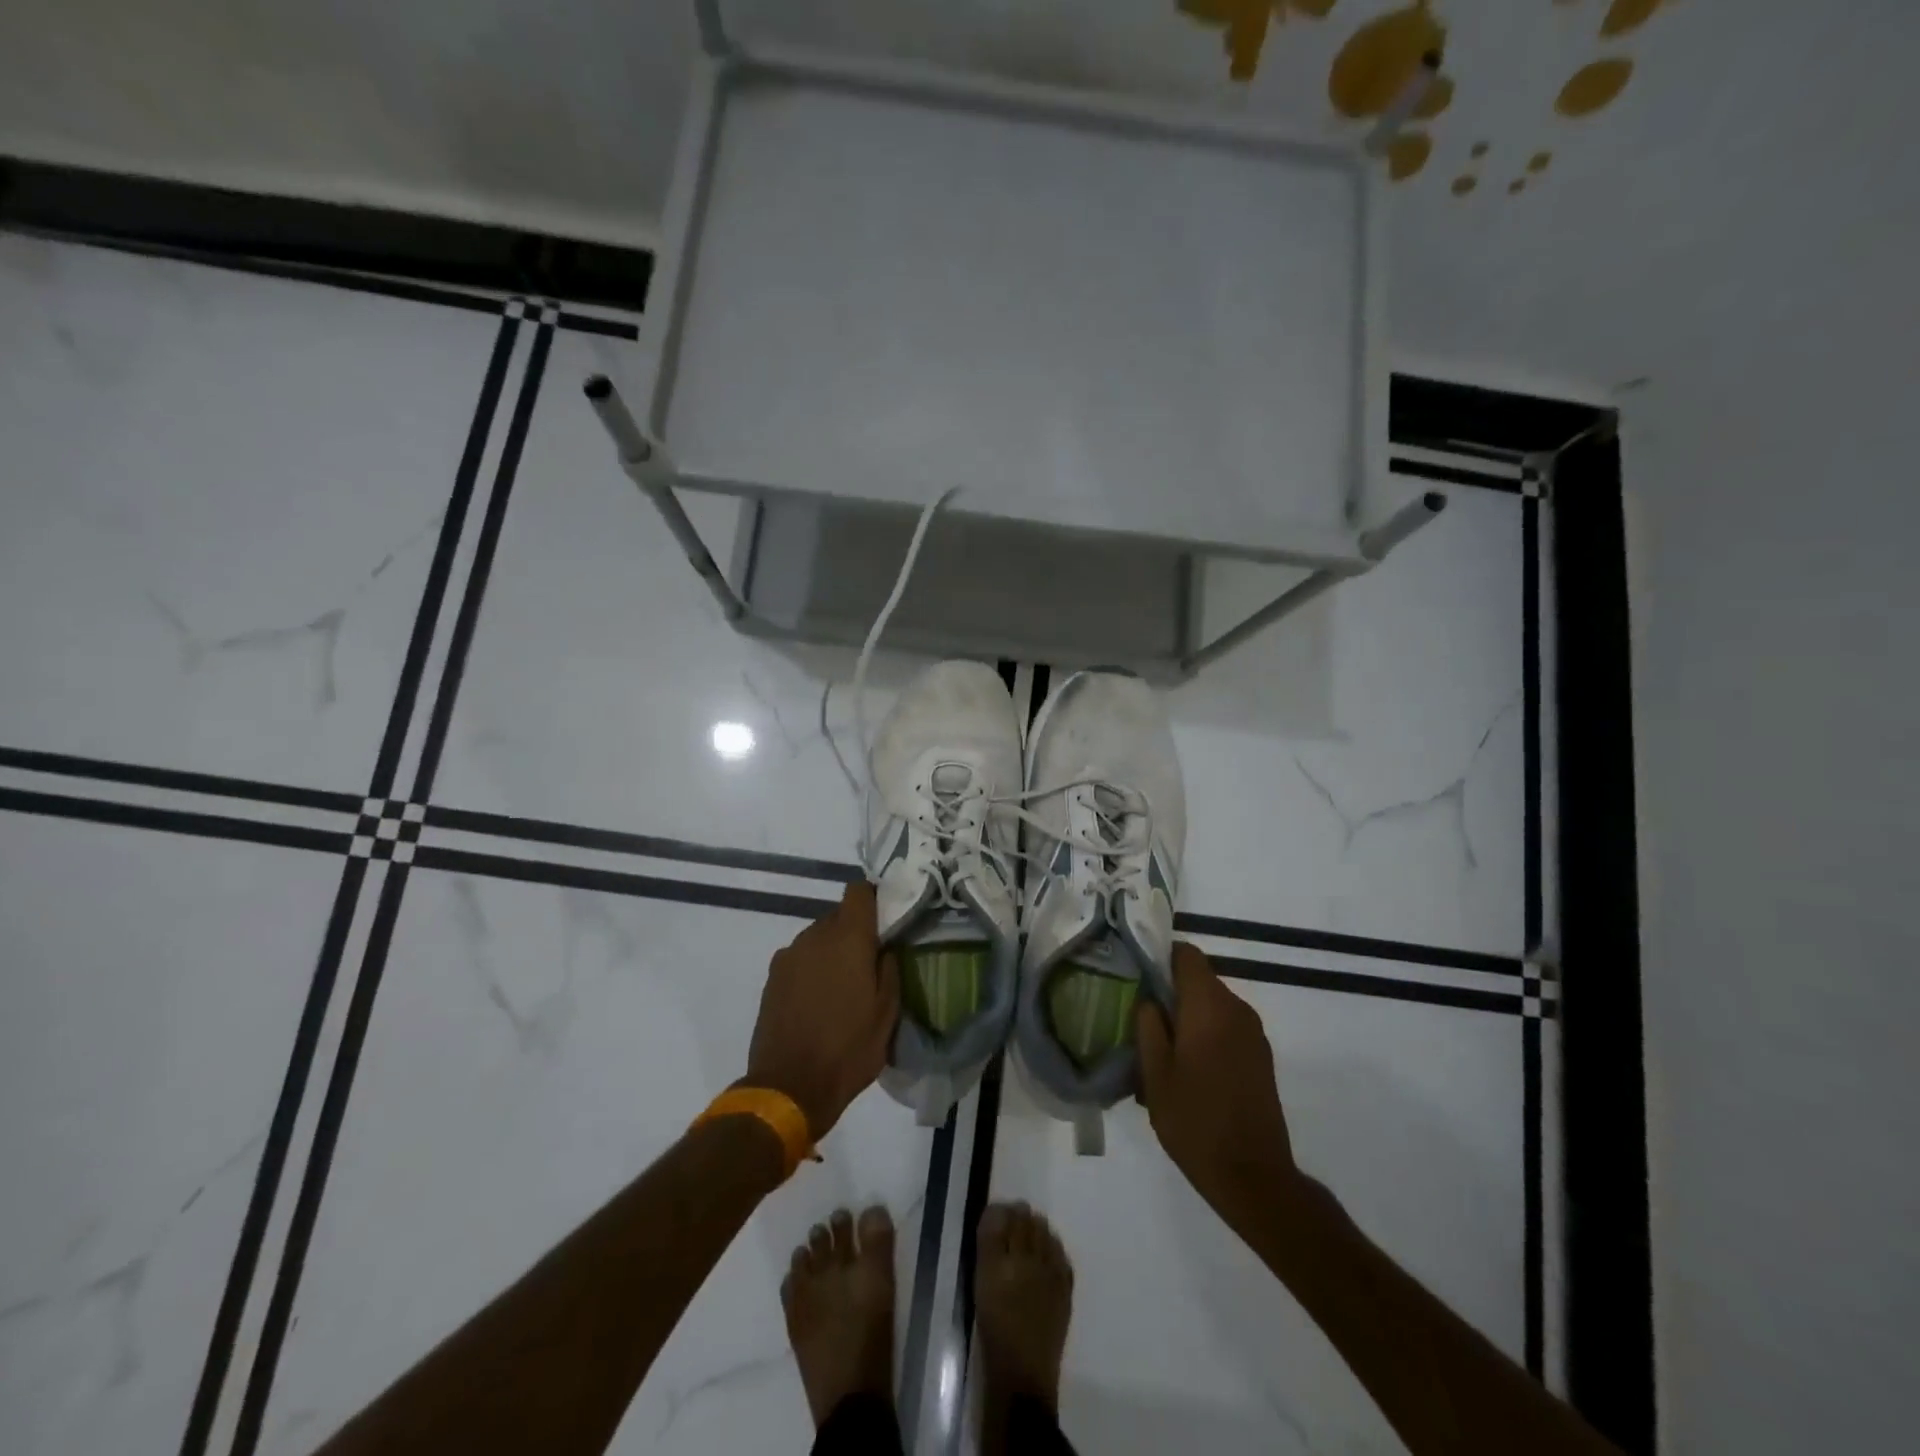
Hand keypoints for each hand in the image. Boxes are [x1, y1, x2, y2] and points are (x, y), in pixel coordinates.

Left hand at [744, 881, 900, 1140]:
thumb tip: (885, 948)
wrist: (788, 1087)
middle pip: (838, 916)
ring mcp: (788, 956)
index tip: (886, 918)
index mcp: (848, 938)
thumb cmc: (848, 1049)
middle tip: (869, 963)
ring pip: (818, 938)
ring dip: (831, 952)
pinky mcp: (771, 978)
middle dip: (855, 933)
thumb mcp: (887, 1013)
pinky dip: (812, 969)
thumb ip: (890, 970)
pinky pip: (800, 959)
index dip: (874, 898)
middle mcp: (815, 936)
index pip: (859, 891)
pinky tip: (818, 1001)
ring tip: (843, 988)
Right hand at [1136, 943, 1300, 1222]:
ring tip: (1161, 1052)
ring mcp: (1254, 1034)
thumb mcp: (1155, 1074)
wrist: (1254, 1177)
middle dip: (1170, 993)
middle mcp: (1237, 1010)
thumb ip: (1148, 1026)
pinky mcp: (1261, 1057)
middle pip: (1199, 981)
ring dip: (1187, 1018)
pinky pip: (1227, 1028)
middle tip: (1140, 1020)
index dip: (1160, 957)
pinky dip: (1205, 1035)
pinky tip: (1188, 1071)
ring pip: (1212, 1006)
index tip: (1137, 976)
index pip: (1187, 955)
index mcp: (1209, 1007)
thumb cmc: (1195, 1121)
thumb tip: (1149, 998)